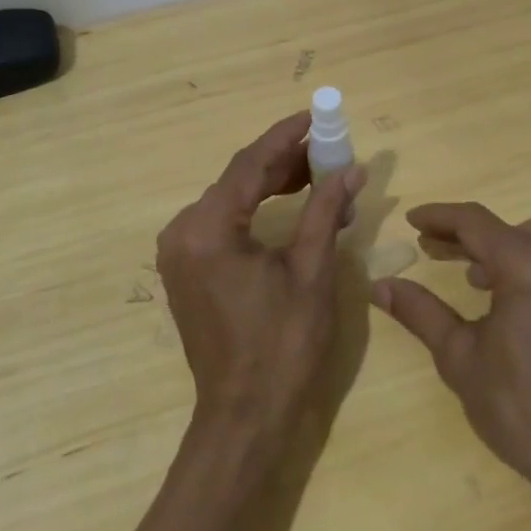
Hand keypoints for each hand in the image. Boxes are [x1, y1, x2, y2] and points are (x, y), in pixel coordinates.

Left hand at [157, 113, 365, 435]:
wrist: (245, 415)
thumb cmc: (283, 345)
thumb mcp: (311, 271)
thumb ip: (325, 210)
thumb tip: (351, 169)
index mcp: (208, 229)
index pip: (249, 165)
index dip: (284, 136)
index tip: (314, 114)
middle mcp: (183, 231)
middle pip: (238, 179)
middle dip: (283, 161)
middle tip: (327, 149)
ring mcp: (179, 251)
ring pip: (230, 198)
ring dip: (271, 184)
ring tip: (317, 174)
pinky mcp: (186, 267)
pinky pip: (223, 221)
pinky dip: (256, 209)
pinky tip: (288, 203)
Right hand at [372, 203, 530, 502]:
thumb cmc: (520, 407)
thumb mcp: (459, 358)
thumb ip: (420, 312)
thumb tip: (380, 285)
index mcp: (528, 267)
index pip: (475, 222)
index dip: (439, 216)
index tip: (412, 221)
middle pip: (510, 228)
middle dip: (468, 234)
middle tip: (434, 249)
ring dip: (507, 249)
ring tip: (477, 278)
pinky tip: (522, 309)